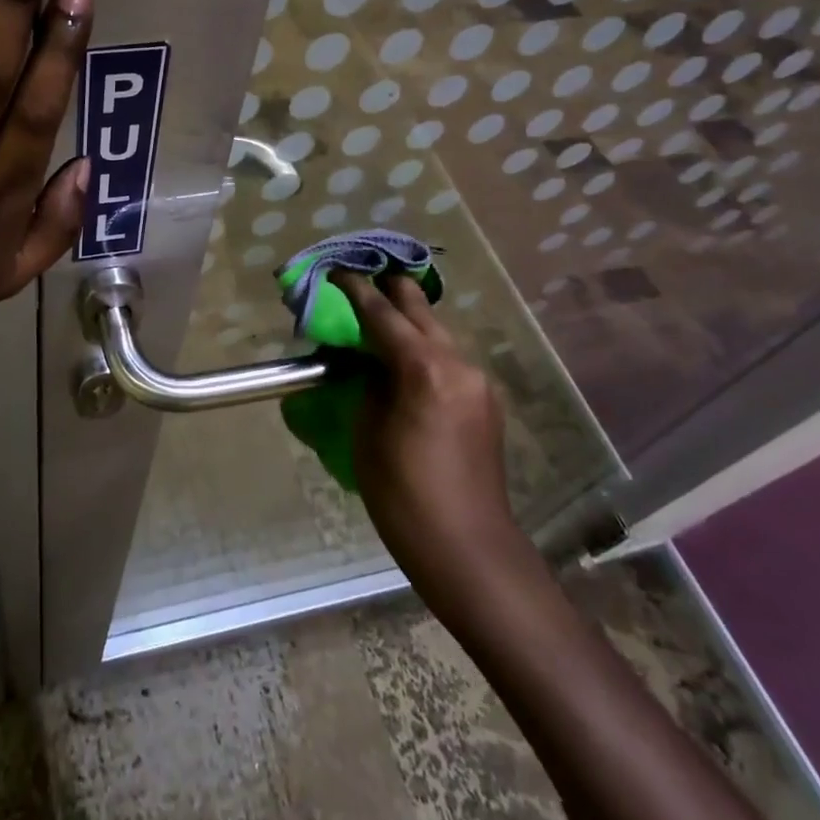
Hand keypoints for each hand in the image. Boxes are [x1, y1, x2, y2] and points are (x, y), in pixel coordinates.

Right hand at [334, 272, 521, 574]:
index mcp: (424, 368)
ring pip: (436, 331)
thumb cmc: (403, 494)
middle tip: (358, 285)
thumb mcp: (366, 432)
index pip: (381, 313)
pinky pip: (448, 358)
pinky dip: (422, 350)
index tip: (335, 271)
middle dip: (386, 292)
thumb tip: (361, 360)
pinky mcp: (485, 400)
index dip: (354, 289)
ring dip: (405, 322)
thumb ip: (364, 383)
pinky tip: (402, 364)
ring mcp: (478, 380)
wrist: (467, 548)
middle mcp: (458, 363)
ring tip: (375, 326)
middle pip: (418, 308)